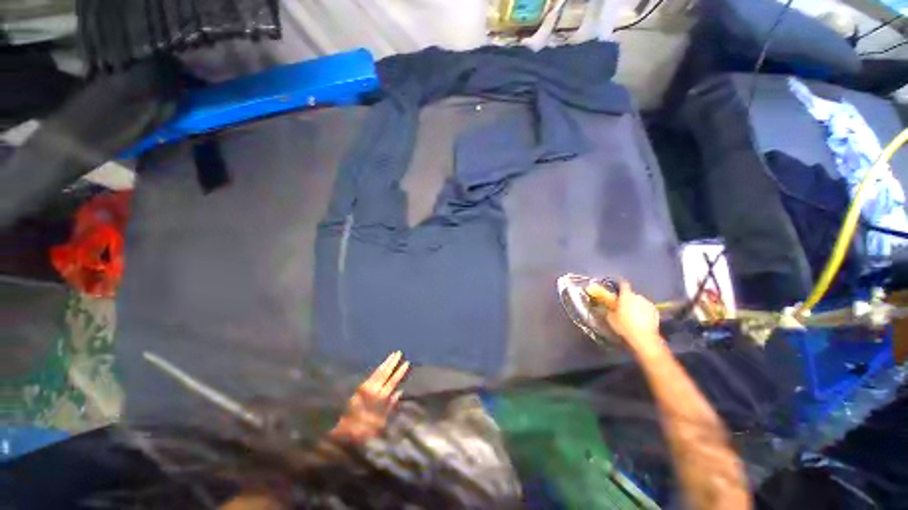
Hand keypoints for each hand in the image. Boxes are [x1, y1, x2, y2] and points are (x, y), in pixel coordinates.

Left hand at [330, 351, 409, 443]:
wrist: (342, 433)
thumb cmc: (364, 430)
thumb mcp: (380, 423)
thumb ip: (390, 406)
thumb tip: (399, 392)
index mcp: (379, 399)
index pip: (392, 382)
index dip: (399, 372)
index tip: (406, 363)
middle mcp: (372, 390)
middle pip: (384, 373)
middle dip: (392, 363)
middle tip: (399, 352)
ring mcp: (365, 389)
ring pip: (378, 372)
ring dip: (386, 363)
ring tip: (392, 355)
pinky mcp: (359, 389)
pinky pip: (372, 376)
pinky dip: (378, 369)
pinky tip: (382, 366)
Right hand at [600, 281, 660, 345]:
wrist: (644, 337)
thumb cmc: (624, 326)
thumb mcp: (611, 318)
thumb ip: (609, 308)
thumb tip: (608, 305)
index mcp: (626, 296)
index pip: (623, 284)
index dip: (619, 284)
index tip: (617, 286)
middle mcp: (638, 297)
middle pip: (631, 294)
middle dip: (627, 298)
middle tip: (622, 306)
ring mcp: (648, 303)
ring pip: (639, 301)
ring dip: (635, 305)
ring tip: (632, 314)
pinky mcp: (656, 311)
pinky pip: (646, 308)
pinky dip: (643, 311)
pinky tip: (641, 319)